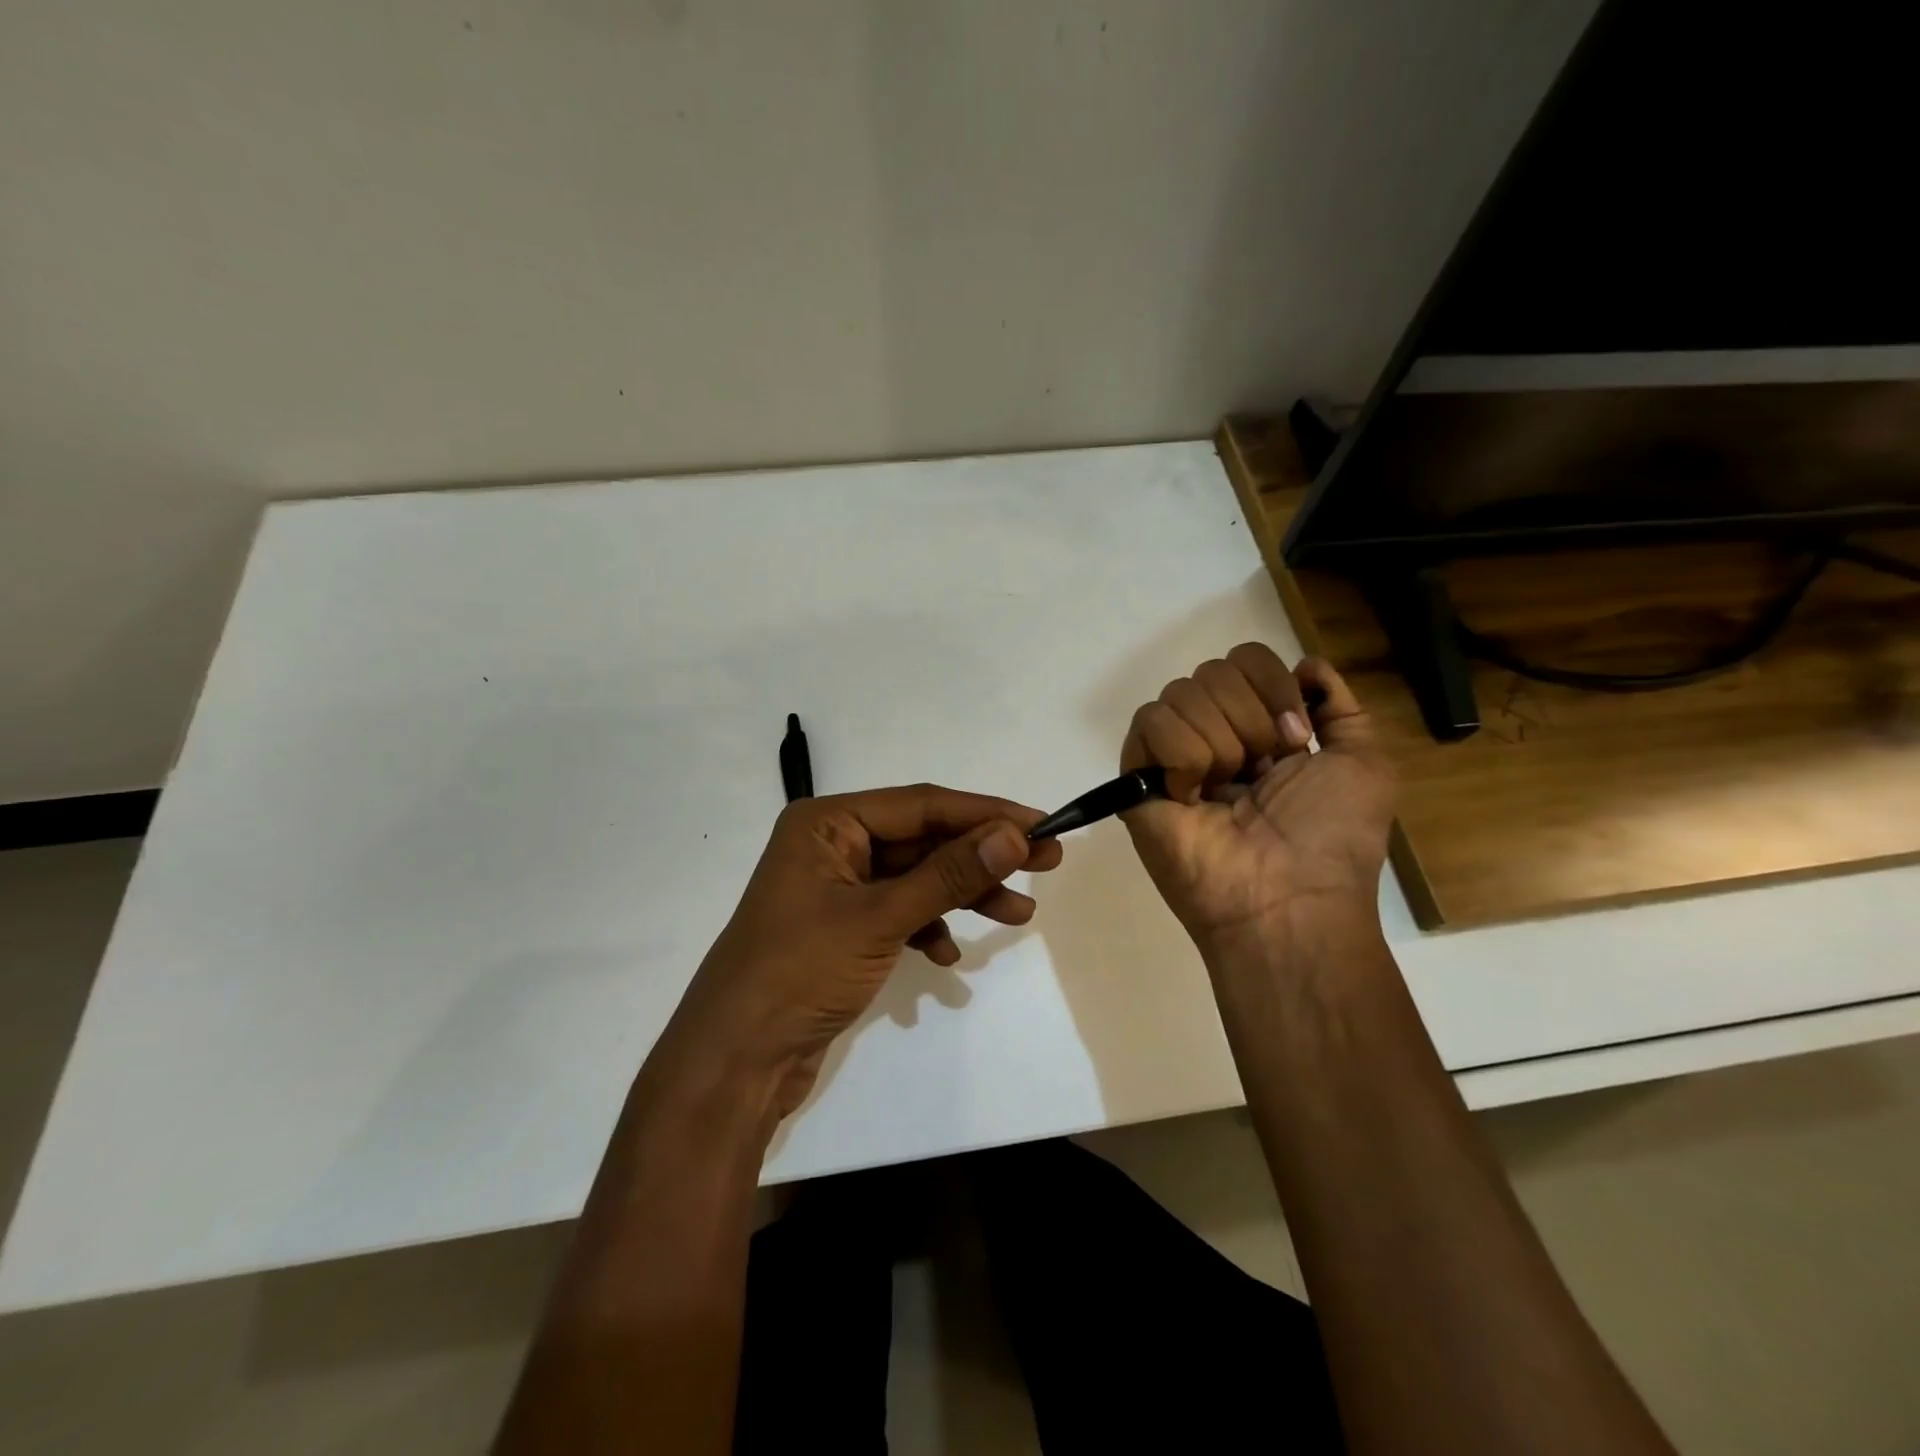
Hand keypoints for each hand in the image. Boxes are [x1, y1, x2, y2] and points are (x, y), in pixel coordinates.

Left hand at [665, 785, 1062, 1119]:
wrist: (736, 1062)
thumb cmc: (798, 973)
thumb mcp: (880, 918)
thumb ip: (949, 875)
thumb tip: (1013, 834)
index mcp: (827, 823)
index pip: (921, 804)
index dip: (984, 813)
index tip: (1041, 824)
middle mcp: (831, 845)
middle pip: (922, 839)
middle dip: (981, 855)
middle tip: (1046, 863)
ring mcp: (837, 888)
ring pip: (917, 878)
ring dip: (964, 894)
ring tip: (1018, 916)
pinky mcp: (843, 928)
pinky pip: (900, 912)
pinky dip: (929, 928)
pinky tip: (948, 958)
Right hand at [1119, 644, 1394, 961]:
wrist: (1286, 899)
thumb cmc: (1330, 838)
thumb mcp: (1364, 763)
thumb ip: (1341, 706)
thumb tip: (1306, 664)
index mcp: (1259, 730)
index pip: (1245, 660)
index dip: (1272, 687)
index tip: (1294, 741)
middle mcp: (1213, 735)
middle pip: (1213, 671)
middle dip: (1249, 718)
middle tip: (1260, 772)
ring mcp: (1172, 757)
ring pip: (1180, 693)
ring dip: (1219, 742)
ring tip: (1225, 791)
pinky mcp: (1137, 778)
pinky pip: (1149, 723)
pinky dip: (1181, 755)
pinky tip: (1190, 796)